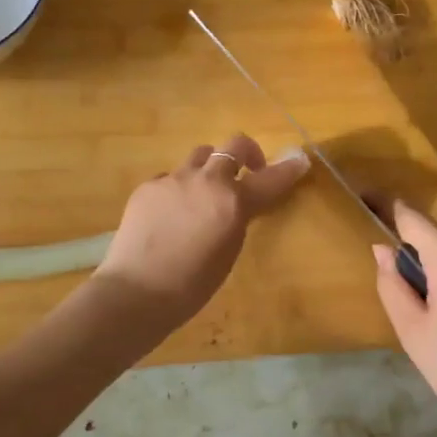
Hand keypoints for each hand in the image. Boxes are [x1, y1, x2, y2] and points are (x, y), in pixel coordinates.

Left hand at [95, 134, 309, 330]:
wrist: (137, 291)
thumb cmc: (191, 285)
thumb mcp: (228, 252)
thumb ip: (237, 219)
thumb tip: (238, 205)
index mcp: (233, 202)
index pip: (270, 179)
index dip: (288, 170)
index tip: (299, 161)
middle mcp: (206, 181)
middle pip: (233, 145)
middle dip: (247, 153)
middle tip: (248, 171)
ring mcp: (174, 179)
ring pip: (200, 155)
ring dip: (210, 166)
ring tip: (205, 191)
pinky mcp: (148, 185)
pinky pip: (171, 176)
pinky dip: (179, 188)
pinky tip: (171, 212)